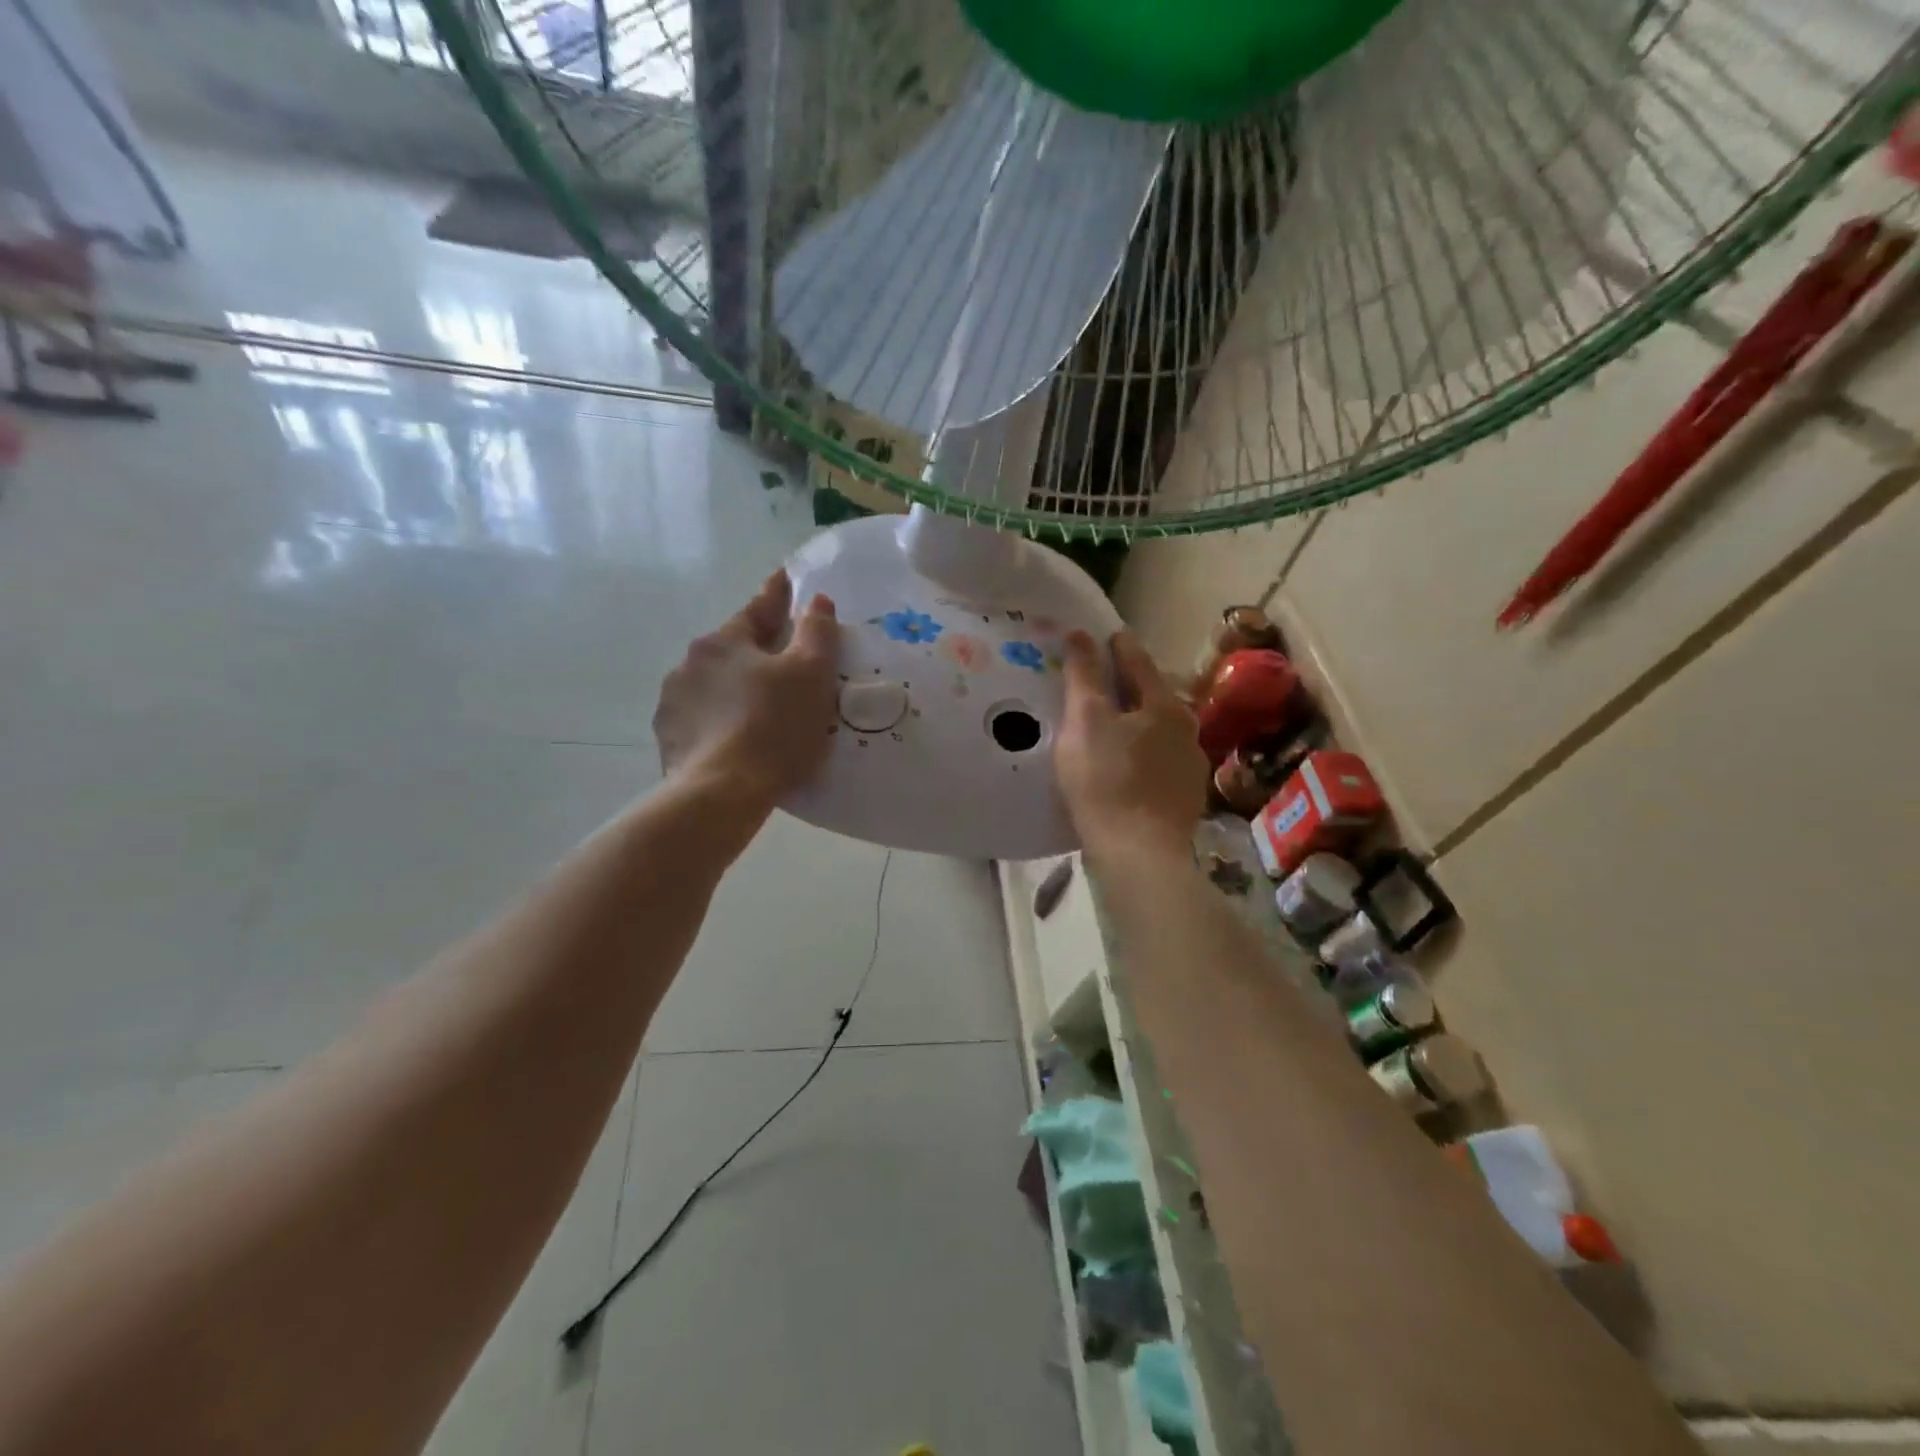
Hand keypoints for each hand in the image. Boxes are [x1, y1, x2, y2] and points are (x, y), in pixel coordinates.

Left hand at [653, 572, 837, 813]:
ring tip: (761, 708)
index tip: (784, 578)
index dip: (776, 594)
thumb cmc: (774, 726)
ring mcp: (674, 703)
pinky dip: (722, 722)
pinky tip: (738, 740)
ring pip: (715, 685)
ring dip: (736, 688)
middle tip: (784, 659)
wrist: (722, 792)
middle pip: (733, 648)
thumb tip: (816, 601)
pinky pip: (704, 720)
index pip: (757, 609)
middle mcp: (690, 664)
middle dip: (757, 649)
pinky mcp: (670, 740)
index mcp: (723, 642)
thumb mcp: (811, 674)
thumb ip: (817, 632)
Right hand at [1056, 629, 1208, 858]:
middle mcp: (1186, 728)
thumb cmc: (1106, 781)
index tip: (1104, 635)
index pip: (1137, 661)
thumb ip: (1084, 675)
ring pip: (1158, 730)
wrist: (1140, 855)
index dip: (1117, 646)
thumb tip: (1081, 633)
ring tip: (1110, 726)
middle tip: (1100, 682)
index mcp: (1163, 704)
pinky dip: (1141, 754)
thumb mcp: (1085, 721)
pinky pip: (1159, 762)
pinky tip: (1125, 767)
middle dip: (1128, 686)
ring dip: (1136, 722)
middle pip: (1152, 695)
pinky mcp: (1185, 797)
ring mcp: (1190, 765)